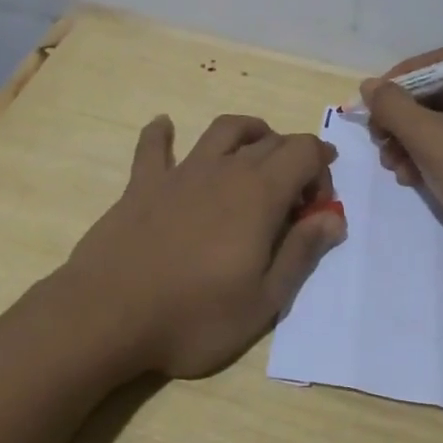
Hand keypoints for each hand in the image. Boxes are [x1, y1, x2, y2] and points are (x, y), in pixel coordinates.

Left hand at [63, 113, 345, 378]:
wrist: (108, 316)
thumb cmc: (194, 316)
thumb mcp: (264, 300)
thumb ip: (301, 253)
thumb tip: (334, 218)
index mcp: (260, 195)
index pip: (305, 153)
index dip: (322, 171)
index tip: (317, 208)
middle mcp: (224, 171)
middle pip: (270, 141)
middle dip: (294, 158)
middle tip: (294, 197)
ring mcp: (181, 173)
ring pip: (223, 131)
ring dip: (248, 131)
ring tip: (257, 147)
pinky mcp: (142, 184)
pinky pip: (154, 146)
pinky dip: (162, 133)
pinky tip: (165, 126)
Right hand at [362, 49, 442, 272]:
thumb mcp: (429, 139)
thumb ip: (393, 107)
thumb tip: (368, 86)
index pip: (436, 63)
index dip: (397, 82)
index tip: (369, 106)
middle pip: (438, 93)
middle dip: (402, 120)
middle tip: (378, 141)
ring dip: (411, 141)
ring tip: (394, 167)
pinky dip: (432, 155)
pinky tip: (412, 177)